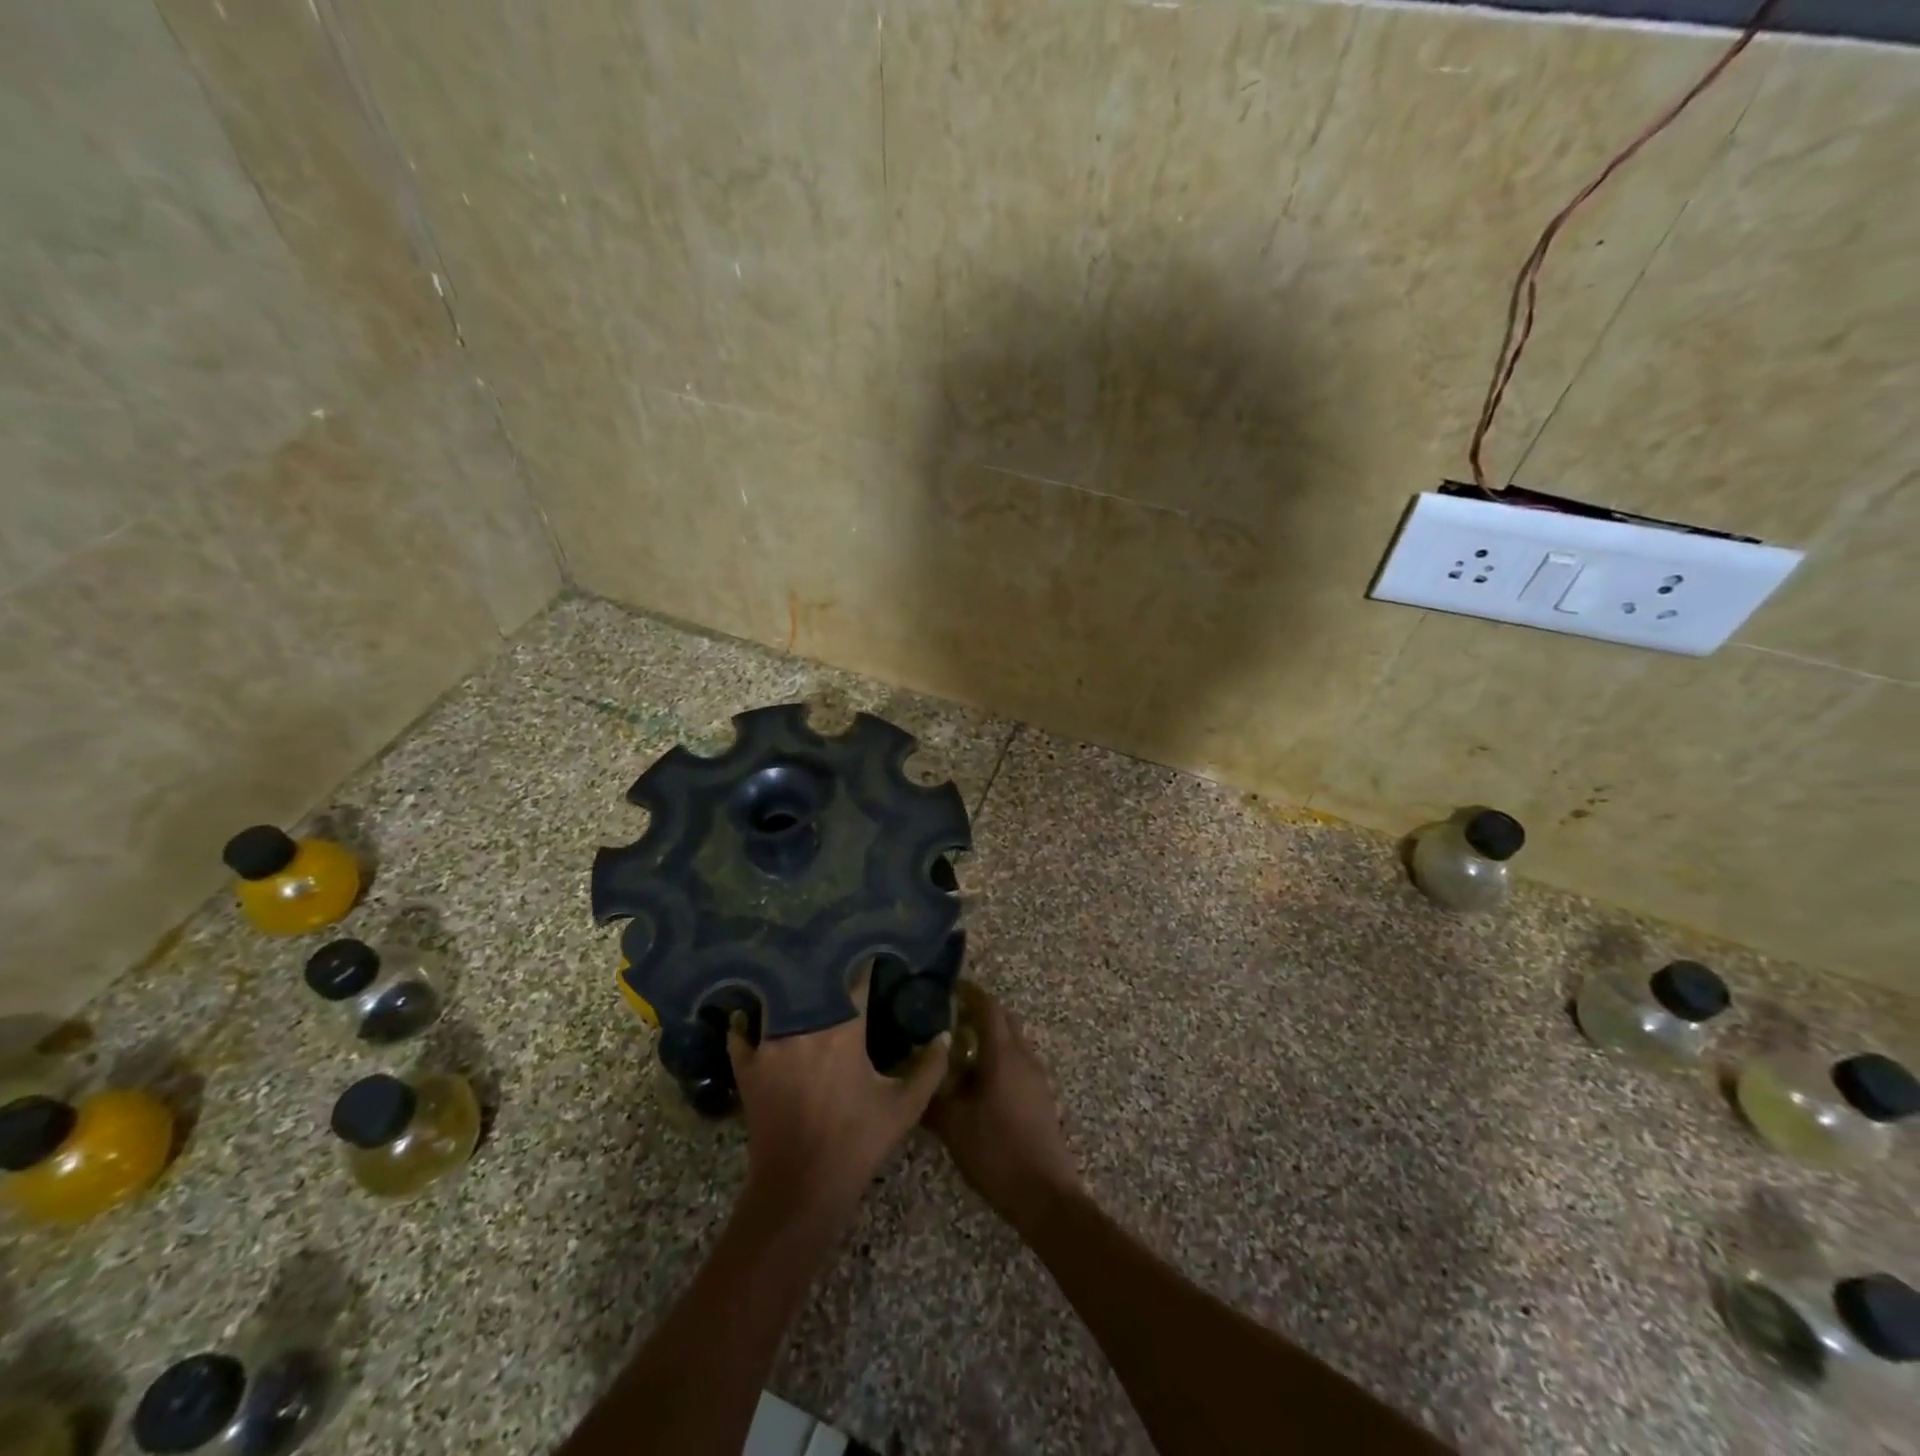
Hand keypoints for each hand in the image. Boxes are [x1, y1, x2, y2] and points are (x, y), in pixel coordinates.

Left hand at [728, 969, 947, 1227]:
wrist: (801, 1189)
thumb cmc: (857, 1143)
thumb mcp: (905, 1107)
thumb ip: (930, 1068)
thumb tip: (944, 1034)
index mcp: (844, 1029)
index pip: (856, 979)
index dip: (866, 962)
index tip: (874, 950)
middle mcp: (803, 1025)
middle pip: (812, 979)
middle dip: (826, 966)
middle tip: (836, 954)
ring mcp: (769, 1044)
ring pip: (777, 997)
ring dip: (789, 987)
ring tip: (799, 973)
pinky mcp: (747, 1066)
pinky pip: (742, 1031)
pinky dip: (747, 1021)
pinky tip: (754, 1013)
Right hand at [924, 986, 1082, 1233]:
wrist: (1045, 1195)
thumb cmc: (996, 1152)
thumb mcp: (953, 1126)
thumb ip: (933, 1096)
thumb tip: (918, 1075)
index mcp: (1003, 1055)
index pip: (988, 1007)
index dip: (969, 992)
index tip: (949, 987)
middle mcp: (1023, 1057)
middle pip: (1004, 1019)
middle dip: (980, 1012)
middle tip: (949, 1017)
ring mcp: (1036, 1077)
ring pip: (1012, 1042)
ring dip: (989, 1037)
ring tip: (959, 1050)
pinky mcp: (1041, 1097)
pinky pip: (1018, 1063)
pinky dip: (998, 1058)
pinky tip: (978, 1082)